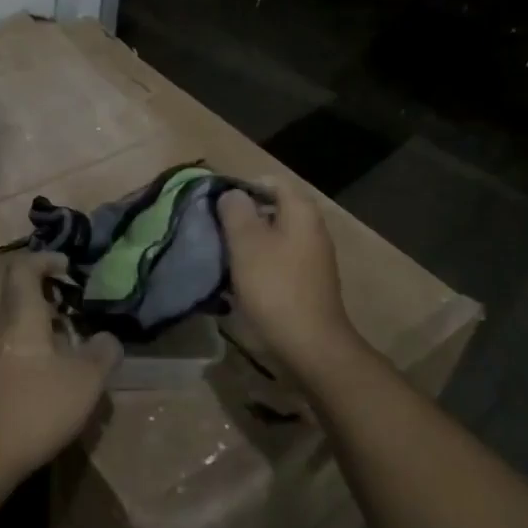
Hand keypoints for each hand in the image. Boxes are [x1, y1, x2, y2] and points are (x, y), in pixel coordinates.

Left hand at [0, 252, 121, 489]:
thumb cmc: (34, 408)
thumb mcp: (85, 381)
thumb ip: (103, 353)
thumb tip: (108, 338)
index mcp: (18, 314)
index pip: (23, 268)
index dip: (44, 260)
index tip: (66, 267)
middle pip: (2, 293)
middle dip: (29, 293)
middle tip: (56, 308)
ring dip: (14, 320)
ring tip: (41, 338)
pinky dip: (4, 348)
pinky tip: (23, 369)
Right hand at [218, 179, 360, 374]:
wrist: (310, 344)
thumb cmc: (275, 286)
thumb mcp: (246, 243)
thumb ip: (235, 211)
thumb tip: (232, 194)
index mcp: (301, 212)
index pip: (270, 182)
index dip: (241, 188)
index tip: (216, 206)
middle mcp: (312, 228)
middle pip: (272, 209)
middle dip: (242, 217)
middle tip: (215, 231)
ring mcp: (312, 257)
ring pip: (273, 237)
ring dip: (248, 243)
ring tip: (222, 256)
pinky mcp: (307, 281)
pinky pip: (279, 260)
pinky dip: (259, 264)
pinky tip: (240, 281)